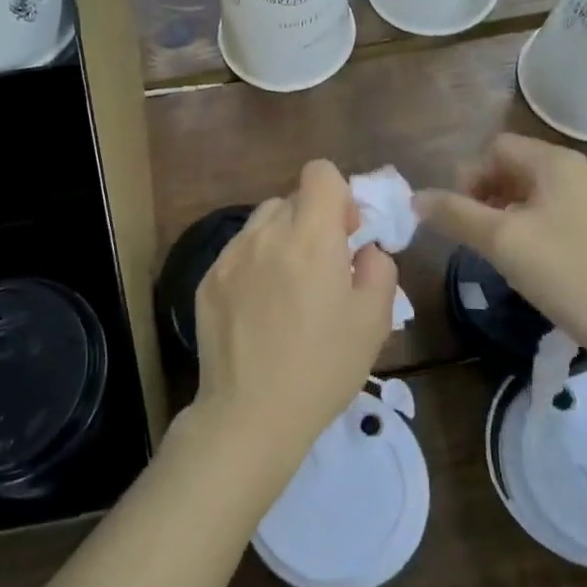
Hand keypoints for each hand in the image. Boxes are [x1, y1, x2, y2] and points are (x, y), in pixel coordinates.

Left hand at [191, 160, 397, 478]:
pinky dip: (255, 265)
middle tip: (323, 269)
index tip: (345, 234)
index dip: (338, 194)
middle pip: (292, 198)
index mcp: (310, 236)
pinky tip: (260, 311)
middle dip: (312, 221)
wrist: (251, 414)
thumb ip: (379, 268)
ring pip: (262, 223)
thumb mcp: (374, 320)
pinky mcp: (208, 280)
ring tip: (288, 289)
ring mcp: (230, 256)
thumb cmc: (322, 367)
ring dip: (282, 240)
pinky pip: (238, 253)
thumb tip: (364, 248)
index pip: (320, 172)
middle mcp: (265, 233)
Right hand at [414, 133, 586, 371]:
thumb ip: (455, 214)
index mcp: (556, 162)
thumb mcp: (502, 242)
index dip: (468, 177)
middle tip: (477, 238)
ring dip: (506, 215)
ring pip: (534, 194)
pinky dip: (532, 230)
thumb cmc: (568, 274)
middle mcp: (579, 172)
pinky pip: (555, 215)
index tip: (461, 218)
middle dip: (485, 196)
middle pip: (514, 168)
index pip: (495, 148)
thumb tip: (415, 198)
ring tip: (500, 254)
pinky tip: (532, 265)